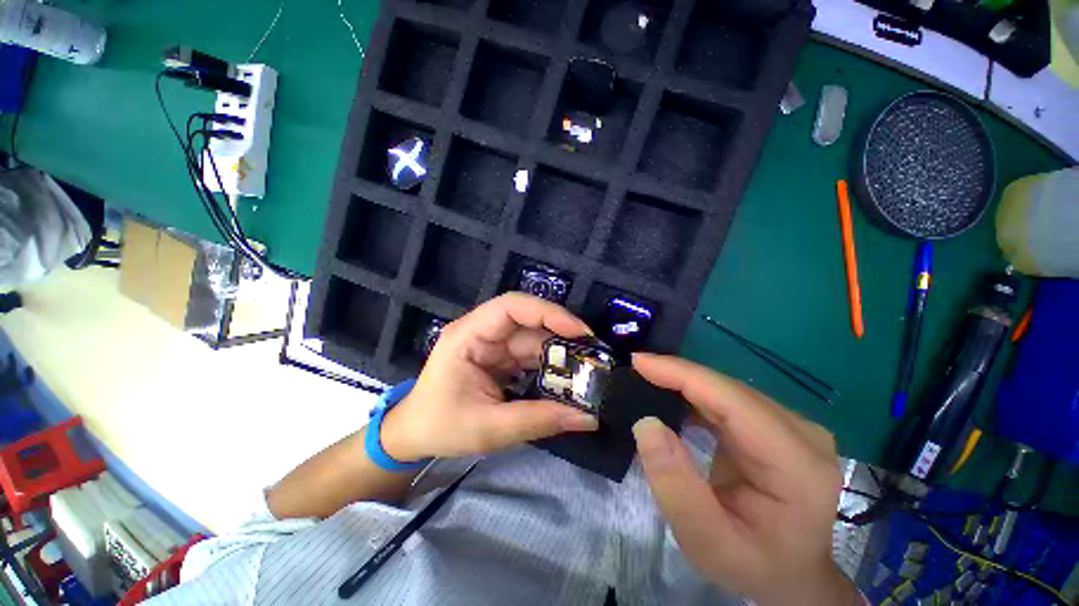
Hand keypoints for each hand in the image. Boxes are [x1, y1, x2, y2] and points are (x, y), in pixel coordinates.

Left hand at [381, 293, 599, 461]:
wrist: (412, 435)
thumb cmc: (440, 426)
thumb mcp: (489, 429)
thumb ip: (539, 421)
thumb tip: (587, 418)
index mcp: (469, 336)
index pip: (511, 306)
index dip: (548, 312)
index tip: (580, 331)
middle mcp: (483, 332)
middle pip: (529, 322)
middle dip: (562, 336)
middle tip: (594, 355)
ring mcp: (492, 345)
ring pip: (534, 340)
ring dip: (560, 354)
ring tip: (589, 370)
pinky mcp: (500, 359)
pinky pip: (531, 356)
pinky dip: (551, 367)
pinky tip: (569, 379)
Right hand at [630, 354, 858, 605]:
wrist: (791, 575)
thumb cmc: (753, 564)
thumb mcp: (707, 542)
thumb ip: (675, 486)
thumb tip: (646, 423)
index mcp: (795, 463)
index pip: (731, 400)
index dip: (681, 374)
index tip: (637, 362)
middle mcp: (801, 433)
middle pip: (728, 389)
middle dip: (676, 374)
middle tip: (634, 369)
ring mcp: (792, 426)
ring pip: (726, 389)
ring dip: (683, 382)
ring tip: (645, 378)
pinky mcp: (777, 426)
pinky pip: (728, 399)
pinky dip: (694, 393)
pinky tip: (671, 395)